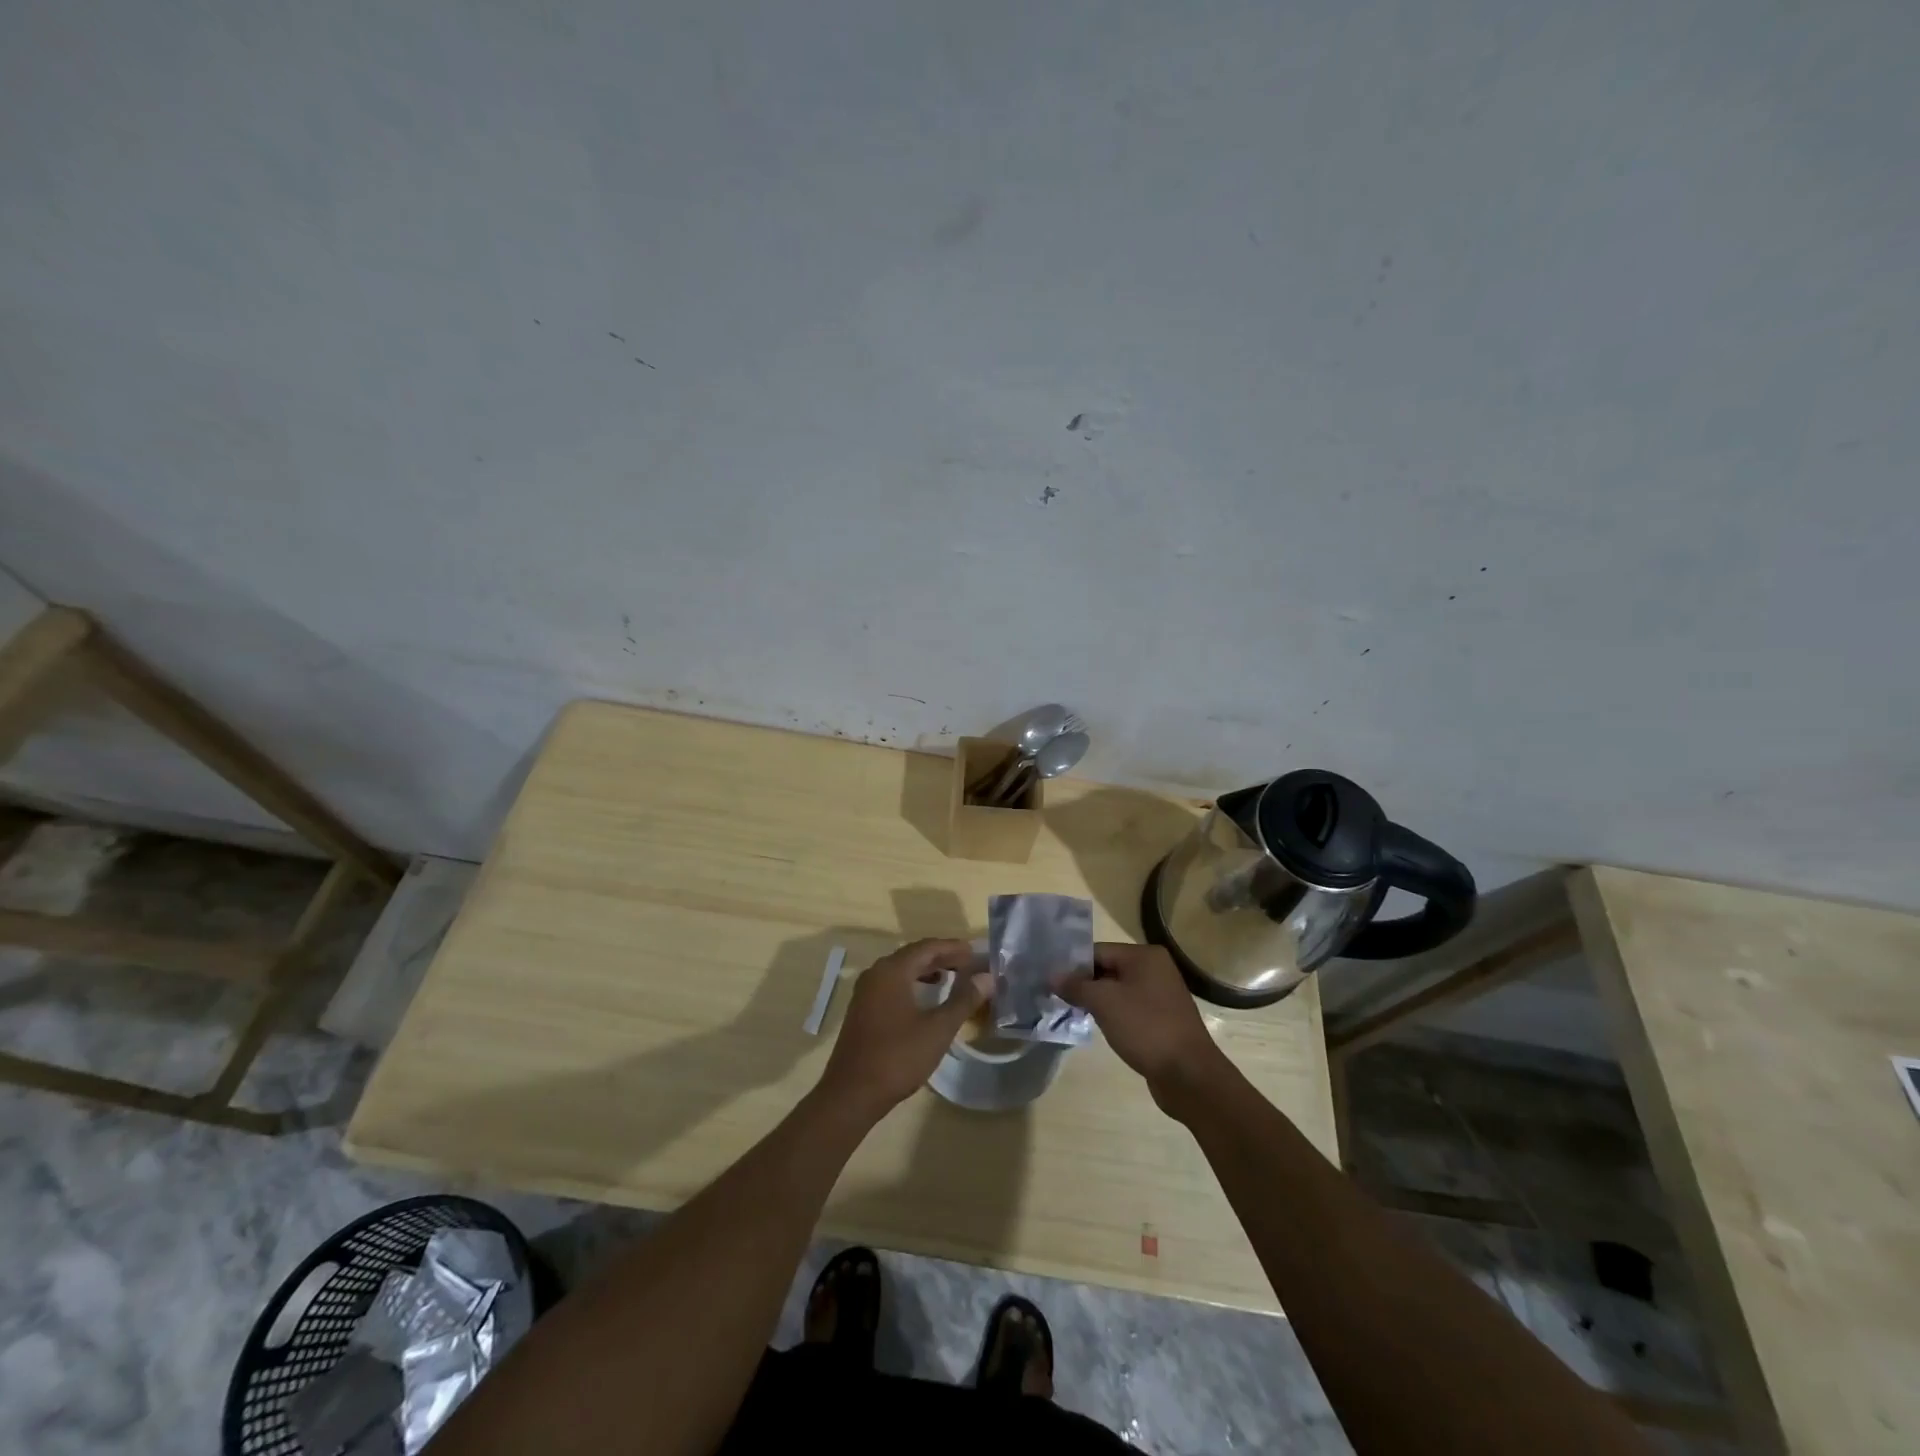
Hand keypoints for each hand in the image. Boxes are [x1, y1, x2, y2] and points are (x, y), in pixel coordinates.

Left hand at [817, 939, 988, 1122]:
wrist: (852, 1094)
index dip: (953, 947)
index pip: (927, 947)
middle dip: (942, 957)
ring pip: (902, 970)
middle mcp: (876, 973)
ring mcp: (866, 992)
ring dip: (927, 970)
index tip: (976, 952)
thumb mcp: (938, 1029)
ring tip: (953, 977)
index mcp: (892, 971)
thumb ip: (964, 1000)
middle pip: (913, 955)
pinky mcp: (862, 1009)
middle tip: (969, 964)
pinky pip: (892, 984)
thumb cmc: (898, 1057)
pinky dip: (913, 984)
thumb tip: (987, 977)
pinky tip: (926, 998)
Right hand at [1056, 943, 1228, 1112]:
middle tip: (1056, 998)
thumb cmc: (1145, 1028)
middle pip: (1108, 969)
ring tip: (1071, 1012)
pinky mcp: (1161, 1019)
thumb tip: (1052, 975)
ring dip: (1096, 1000)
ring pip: (1118, 990)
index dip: (1073, 965)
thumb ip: (1076, 985)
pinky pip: (1129, 1008)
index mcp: (1144, 956)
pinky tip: (1096, 1026)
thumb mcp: (1104, 1002)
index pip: (1098, 951)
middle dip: (1083, 983)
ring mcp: (1161, 995)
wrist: (1188, 1074)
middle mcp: (1155, 969)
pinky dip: (1112, 1014)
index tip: (1050, 981)